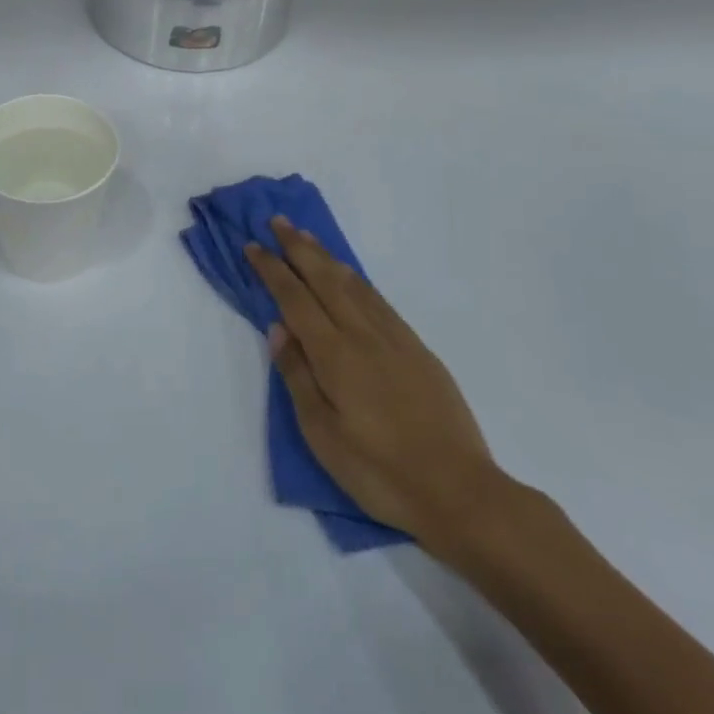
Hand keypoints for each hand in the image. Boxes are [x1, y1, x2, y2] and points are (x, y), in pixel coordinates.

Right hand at [245, 218, 505, 548]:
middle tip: (278, 221)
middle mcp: (364, 335)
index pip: (295, 299)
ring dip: (327, 257)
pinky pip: (379, 300)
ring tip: (308, 237)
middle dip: (299, 248)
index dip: (272, 270)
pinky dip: (358, 280)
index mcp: (335, 355)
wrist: (460, 492)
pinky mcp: (418, 350)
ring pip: (355, 284)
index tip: (253, 246)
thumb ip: (297, 376)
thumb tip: (278, 328)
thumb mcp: (322, 434)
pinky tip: (351, 277)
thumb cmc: (379, 471)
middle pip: (326, 279)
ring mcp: (395, 339)